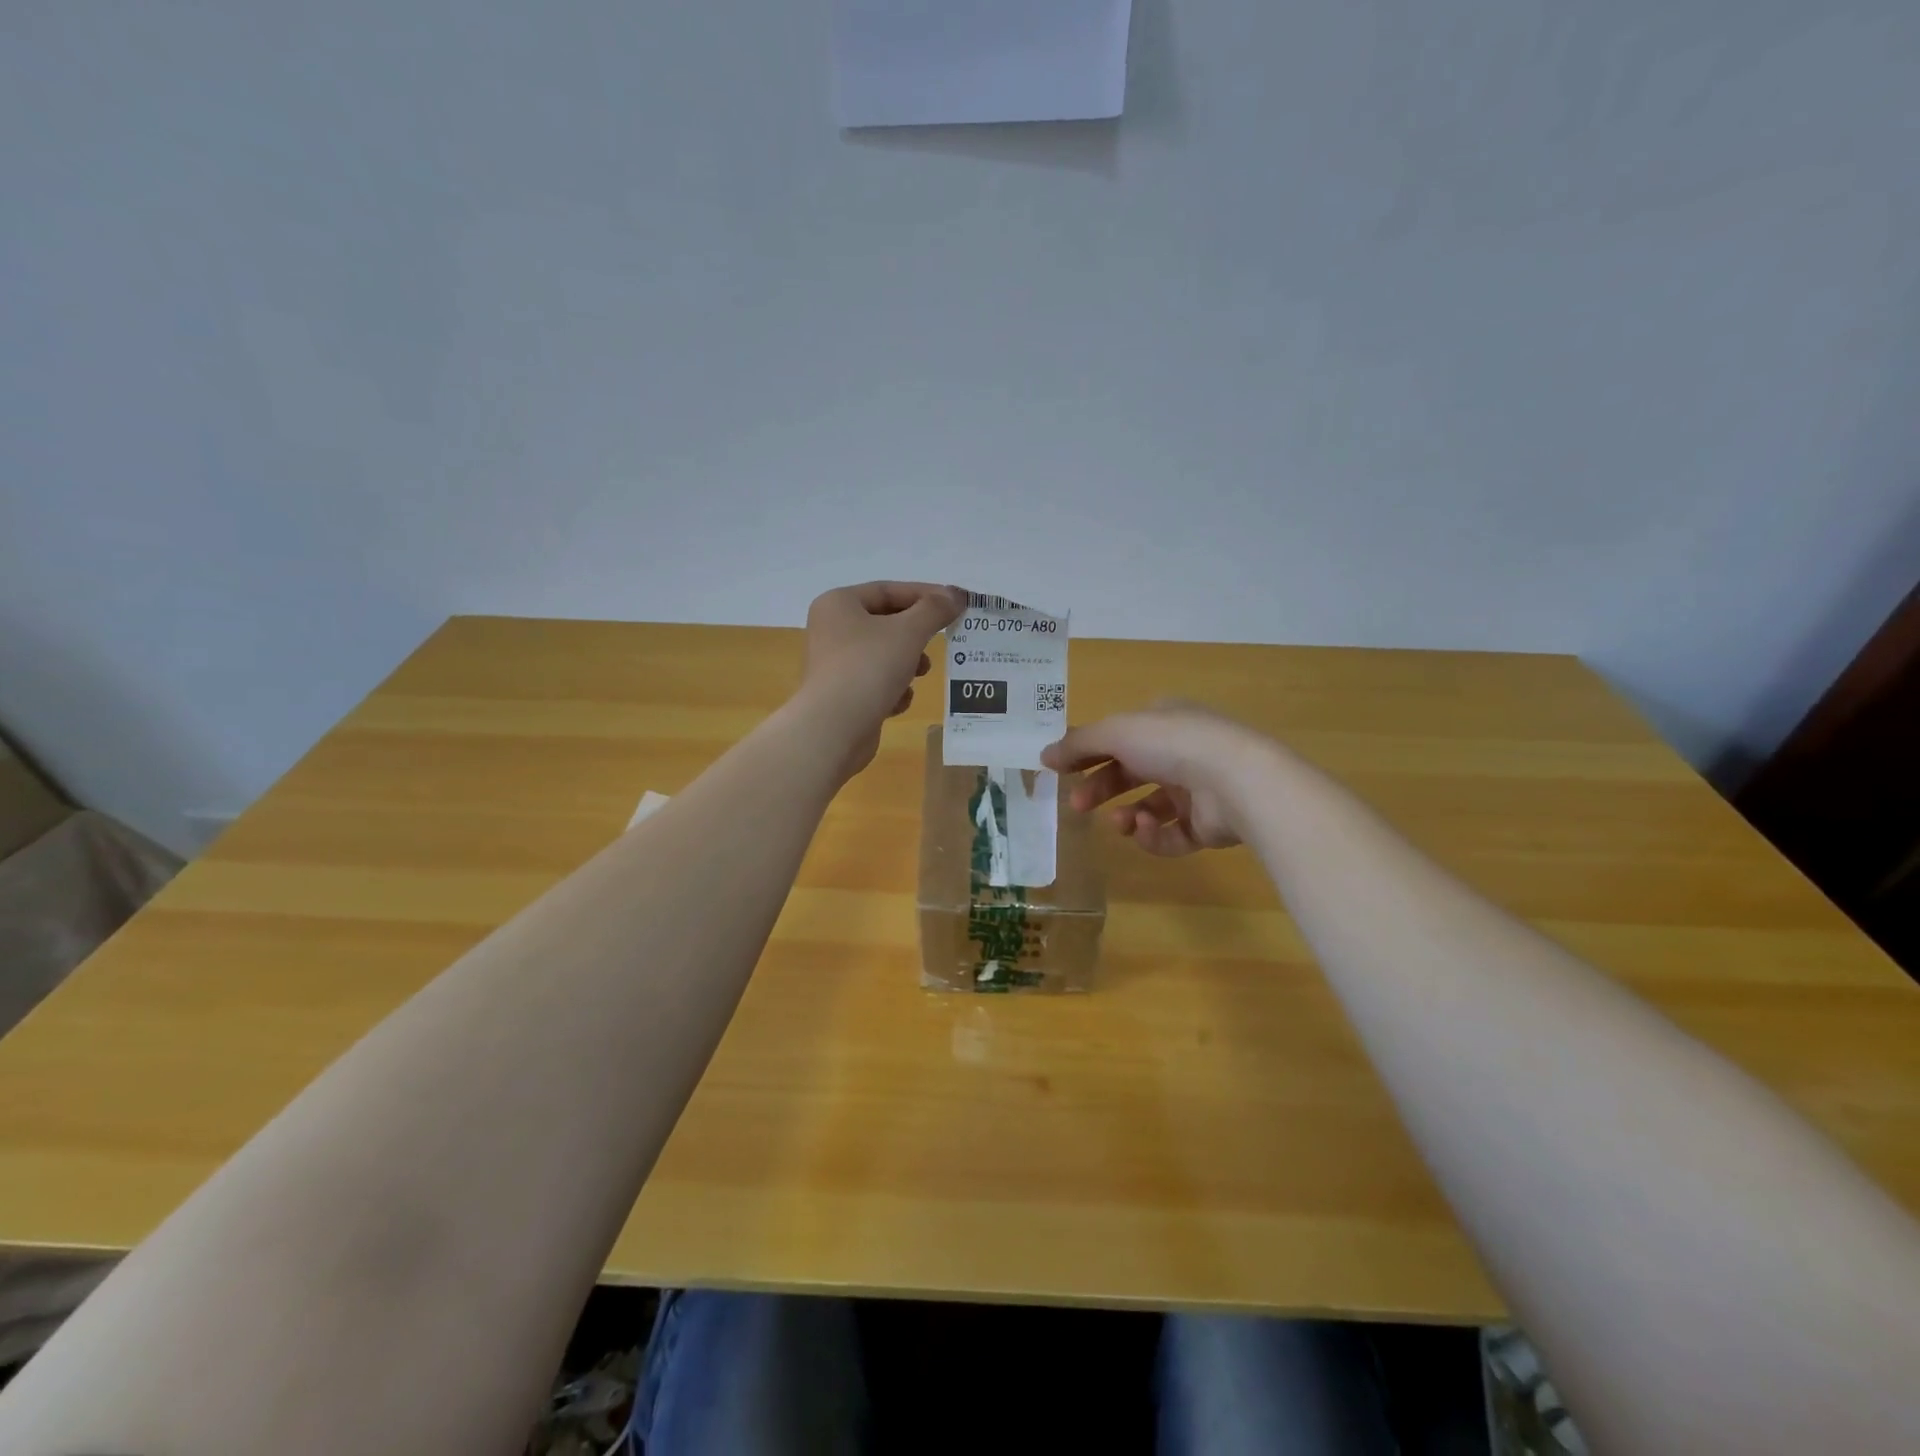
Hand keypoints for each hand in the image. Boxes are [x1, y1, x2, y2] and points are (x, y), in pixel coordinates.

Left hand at [798, 581, 964, 777]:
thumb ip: (935, 610)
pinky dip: (892, 689)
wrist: (834, 728)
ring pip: (882, 654)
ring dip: (907, 663)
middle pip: (885, 622)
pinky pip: (874, 683)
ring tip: (921, 673)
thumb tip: (956, 595)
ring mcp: (834, 664)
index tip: (956, 605)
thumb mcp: (909, 632)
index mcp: (839, 604)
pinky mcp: (841, 695)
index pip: (888, 590)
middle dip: (916, 633)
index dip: (925, 595)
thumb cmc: (869, 667)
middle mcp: (831, 629)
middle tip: (940, 641)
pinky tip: (900, 701)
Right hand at [1042, 701, 1265, 856]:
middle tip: (1078, 805)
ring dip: (1126, 815)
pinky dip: (1153, 835)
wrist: (1236, 781)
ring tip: (1118, 822)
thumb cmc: (1172, 744)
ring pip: (1150, 806)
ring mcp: (1198, 789)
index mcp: (1163, 721)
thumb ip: (1078, 744)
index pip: (1119, 736)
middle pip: (1130, 772)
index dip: (1087, 752)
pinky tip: (1145, 828)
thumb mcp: (1115, 732)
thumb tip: (1043, 755)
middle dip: (1101, 788)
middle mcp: (1181, 751)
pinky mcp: (1208, 825)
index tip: (1059, 771)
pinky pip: (1171, 834)